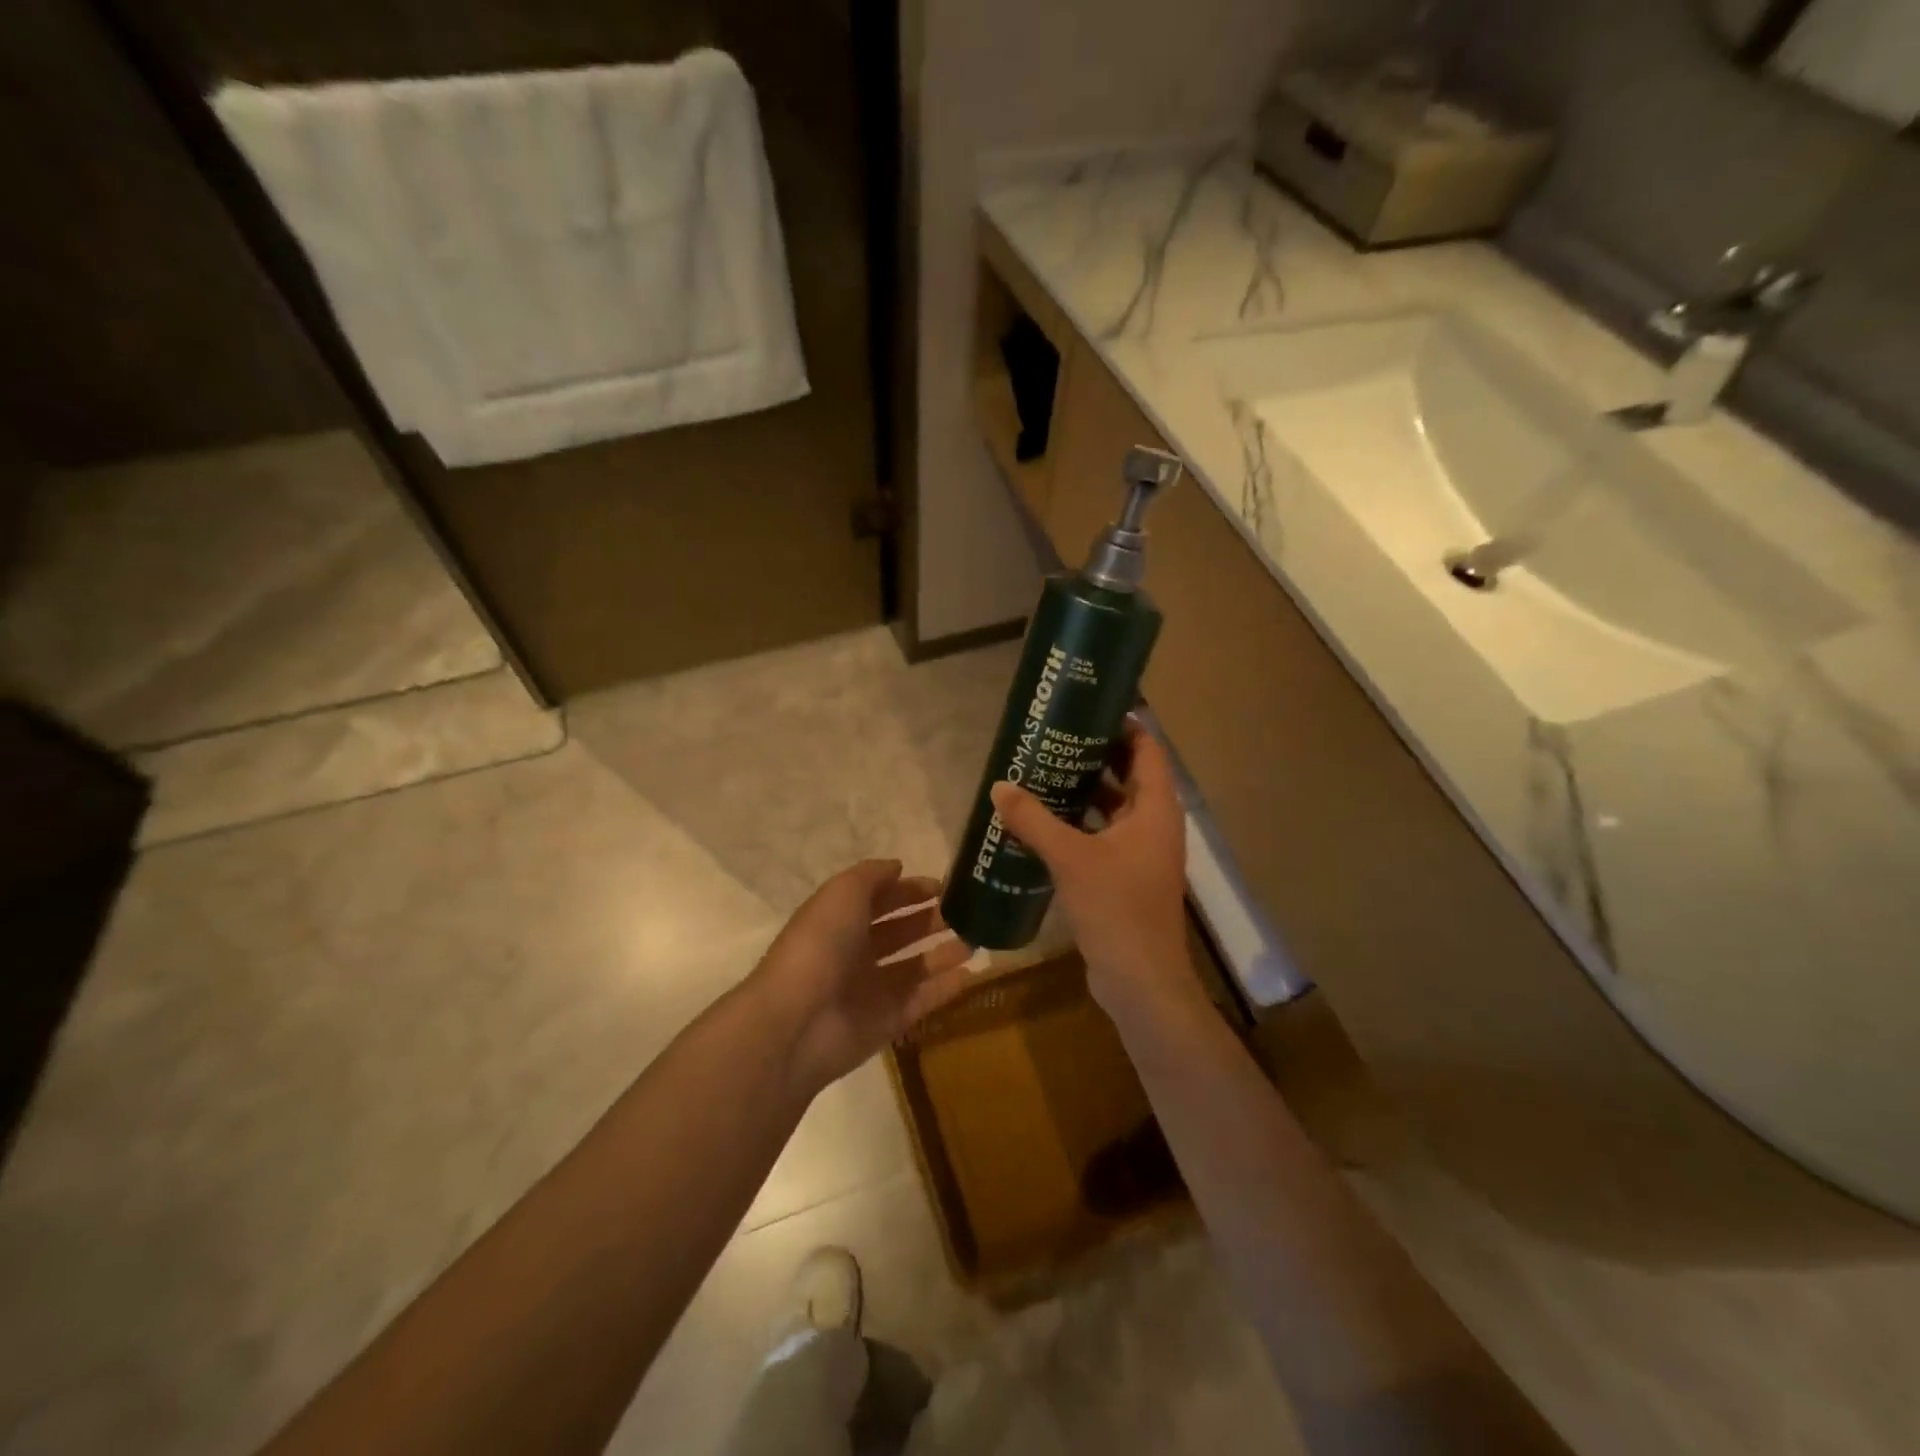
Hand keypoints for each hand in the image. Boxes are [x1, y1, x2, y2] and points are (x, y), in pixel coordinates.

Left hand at [751, 860, 972, 1098]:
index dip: (909, 891)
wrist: (798, 1021)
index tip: (944, 886)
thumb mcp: (843, 893)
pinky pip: (922, 1000)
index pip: (879, 900)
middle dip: (930, 920)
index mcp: (840, 920)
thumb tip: (898, 867)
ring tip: (974, 940)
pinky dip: (945, 988)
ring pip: (915, 966)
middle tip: (967, 912)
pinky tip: (970, 974)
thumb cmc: (821, 945)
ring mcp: (872, 990)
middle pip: (899, 932)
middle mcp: (855, 953)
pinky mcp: (888, 1022)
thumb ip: (872, 876)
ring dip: (943, 953)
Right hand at [988, 721, 1203, 1027]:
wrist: (1141, 981)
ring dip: (1085, 791)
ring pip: (1115, 808)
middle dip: (1095, 756)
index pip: (1147, 749)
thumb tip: (999, 786)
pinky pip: (1105, 836)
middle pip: (1130, 775)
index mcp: (1156, 810)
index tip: (1087, 709)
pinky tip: (1046, 822)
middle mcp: (1155, 825)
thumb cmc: (1116, 909)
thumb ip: (1034, 820)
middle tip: (1054, 739)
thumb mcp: (1070, 858)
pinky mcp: (1127, 876)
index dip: (1123, 725)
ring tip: (1044, 772)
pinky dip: (1081, 824)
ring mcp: (1142, 853)